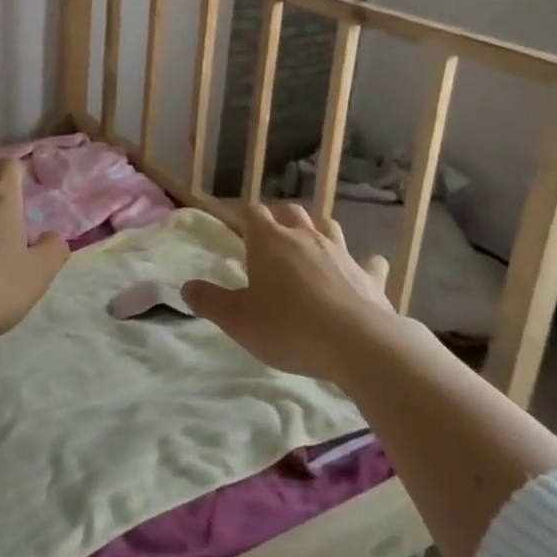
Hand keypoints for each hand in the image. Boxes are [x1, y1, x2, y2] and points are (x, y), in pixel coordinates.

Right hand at [184, 202, 400, 385]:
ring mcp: (341, 253)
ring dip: (315, 229)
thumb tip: (187, 287)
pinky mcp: (369, 276)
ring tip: (307, 242)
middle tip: (266, 233)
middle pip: (289, 211)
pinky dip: (362, 263)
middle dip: (276, 216)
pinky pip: (368, 262)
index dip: (238, 212)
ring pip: (326, 226)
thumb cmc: (289, 328)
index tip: (229, 219)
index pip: (250, 212)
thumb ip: (210, 301)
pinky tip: (362, 269)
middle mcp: (306, 237)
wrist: (360, 345)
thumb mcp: (238, 320)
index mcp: (270, 241)